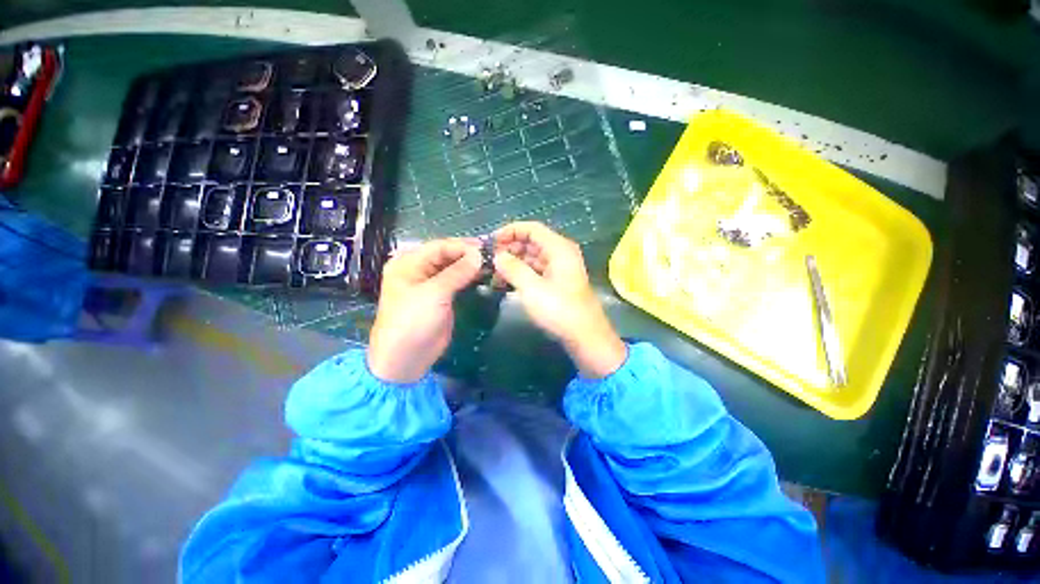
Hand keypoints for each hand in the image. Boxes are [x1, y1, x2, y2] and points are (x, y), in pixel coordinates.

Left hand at [367, 238, 481, 382]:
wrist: (406, 358)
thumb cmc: (413, 321)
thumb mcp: (434, 293)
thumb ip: (457, 272)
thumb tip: (479, 255)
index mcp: (408, 263)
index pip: (439, 247)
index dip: (462, 246)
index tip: (485, 248)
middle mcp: (418, 270)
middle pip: (446, 256)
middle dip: (468, 255)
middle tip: (492, 254)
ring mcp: (431, 284)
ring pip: (453, 268)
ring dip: (470, 266)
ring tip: (491, 263)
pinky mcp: (442, 297)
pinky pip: (457, 281)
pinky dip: (469, 277)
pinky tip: (483, 274)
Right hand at [492, 222, 626, 378]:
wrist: (585, 337)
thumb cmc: (559, 309)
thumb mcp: (532, 288)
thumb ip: (513, 268)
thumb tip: (497, 256)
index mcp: (559, 248)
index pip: (531, 229)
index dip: (510, 231)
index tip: (491, 242)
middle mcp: (560, 254)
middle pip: (531, 243)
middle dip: (509, 249)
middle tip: (489, 260)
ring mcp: (559, 270)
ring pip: (532, 258)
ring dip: (513, 264)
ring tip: (493, 274)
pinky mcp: (556, 284)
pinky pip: (535, 272)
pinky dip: (521, 275)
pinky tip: (505, 284)